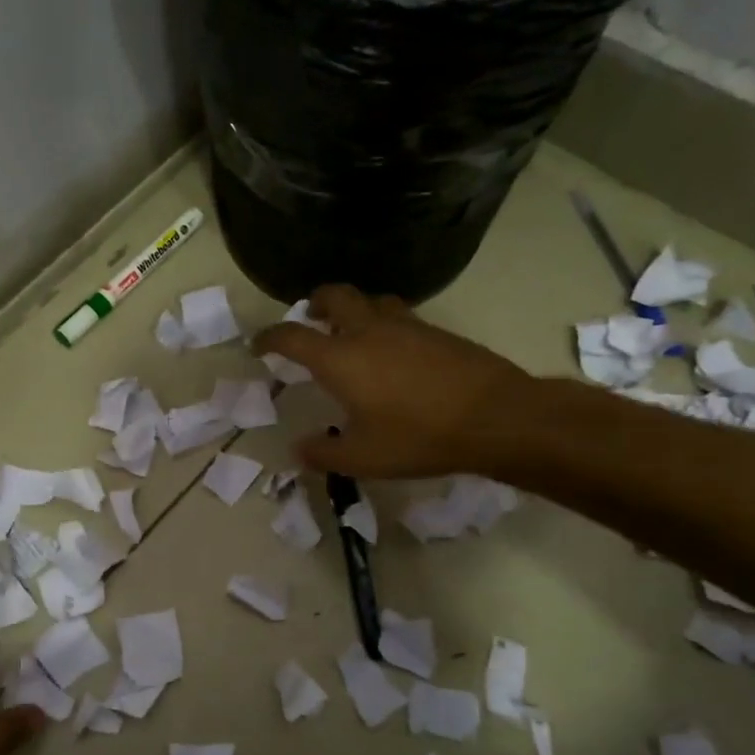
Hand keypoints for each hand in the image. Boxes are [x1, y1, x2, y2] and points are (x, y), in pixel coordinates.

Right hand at [253, 284, 542, 479]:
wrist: (495, 417)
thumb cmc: (419, 437)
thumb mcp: (363, 458)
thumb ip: (324, 453)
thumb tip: (299, 449)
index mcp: (340, 358)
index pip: (292, 336)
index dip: (269, 337)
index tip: (259, 345)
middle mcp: (369, 331)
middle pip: (334, 295)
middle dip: (314, 302)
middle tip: (309, 318)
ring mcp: (406, 326)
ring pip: (371, 300)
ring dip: (353, 308)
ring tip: (351, 330)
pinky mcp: (437, 331)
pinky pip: (400, 315)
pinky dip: (383, 323)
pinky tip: (393, 350)